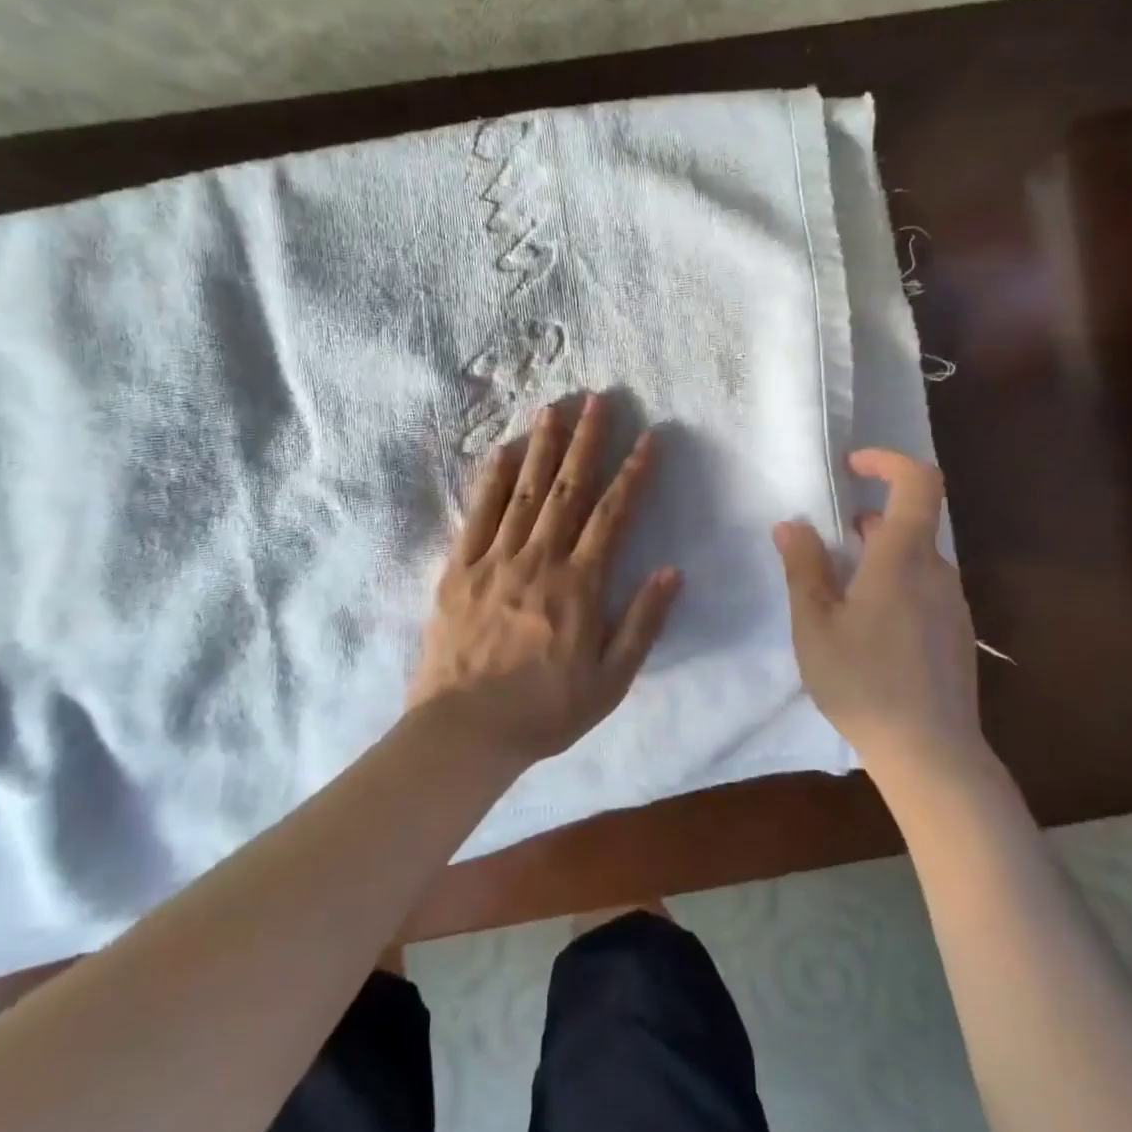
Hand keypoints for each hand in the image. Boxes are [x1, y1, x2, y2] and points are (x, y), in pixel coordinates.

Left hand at [410, 394, 682, 766]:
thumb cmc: (545, 710)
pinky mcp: (459, 569)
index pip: (613, 515)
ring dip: (542, 446)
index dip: (634, 473)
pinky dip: (490, 480)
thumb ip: (642, 623)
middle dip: (588, 441)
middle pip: (568, 489)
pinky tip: (501, 451)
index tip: (649, 437)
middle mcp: (539, 559)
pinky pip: (477, 515)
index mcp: (579, 585)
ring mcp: (495, 559)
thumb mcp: (610, 680)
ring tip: (554, 407)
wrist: (464, 732)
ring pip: (524, 491)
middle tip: (599, 399)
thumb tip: (672, 570)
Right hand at [772, 449, 981, 774]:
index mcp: (904, 557)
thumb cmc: (864, 682)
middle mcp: (937, 571)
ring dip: (879, 558)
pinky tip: (868, 630)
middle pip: (910, 522)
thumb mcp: (815, 625)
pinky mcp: (957, 634)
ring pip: (916, 559)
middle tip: (828, 544)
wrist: (932, 754)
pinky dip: (895, 586)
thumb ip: (803, 569)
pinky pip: (925, 590)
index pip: (917, 482)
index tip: (853, 466)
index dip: (888, 461)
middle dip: (869, 520)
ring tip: (840, 594)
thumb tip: (791, 525)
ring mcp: (953, 604)